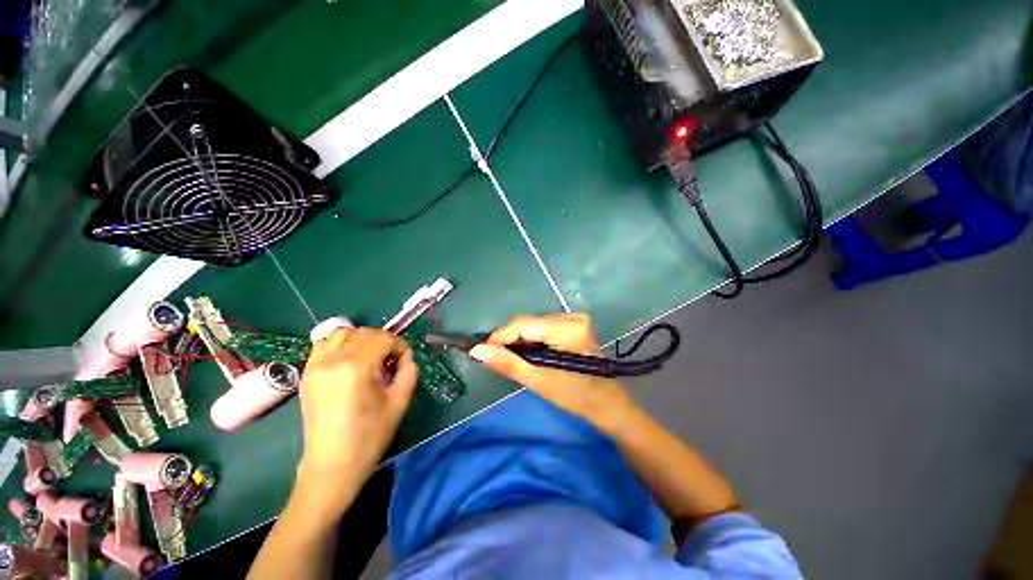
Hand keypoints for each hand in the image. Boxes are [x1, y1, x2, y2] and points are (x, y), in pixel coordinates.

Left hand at [297, 328, 417, 486]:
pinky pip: (323, 345)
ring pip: (341, 333)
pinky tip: (349, 361)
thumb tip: (405, 357)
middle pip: (363, 333)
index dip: (399, 345)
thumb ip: (408, 372)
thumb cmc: (369, 436)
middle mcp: (332, 360)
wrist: (332, 465)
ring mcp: (315, 366)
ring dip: (360, 338)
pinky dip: (340, 344)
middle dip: (383, 341)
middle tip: (390, 360)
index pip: (383, 338)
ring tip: (369, 357)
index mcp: (356, 367)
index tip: (403, 361)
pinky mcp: (307, 374)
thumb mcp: (399, 402)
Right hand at [470, 314, 636, 434]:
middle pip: (529, 323)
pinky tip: (532, 354)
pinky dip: (533, 339)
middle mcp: (572, 317)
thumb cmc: (575, 397)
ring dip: (521, 340)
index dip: (500, 336)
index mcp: (568, 329)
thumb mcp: (539, 381)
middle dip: (511, 340)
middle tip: (498, 359)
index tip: (483, 351)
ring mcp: (575, 318)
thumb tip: (477, 350)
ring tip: (516, 359)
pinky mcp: (575, 324)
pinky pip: (544, 327)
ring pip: (535, 324)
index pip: (524, 324)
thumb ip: (508, 363)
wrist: (607, 403)